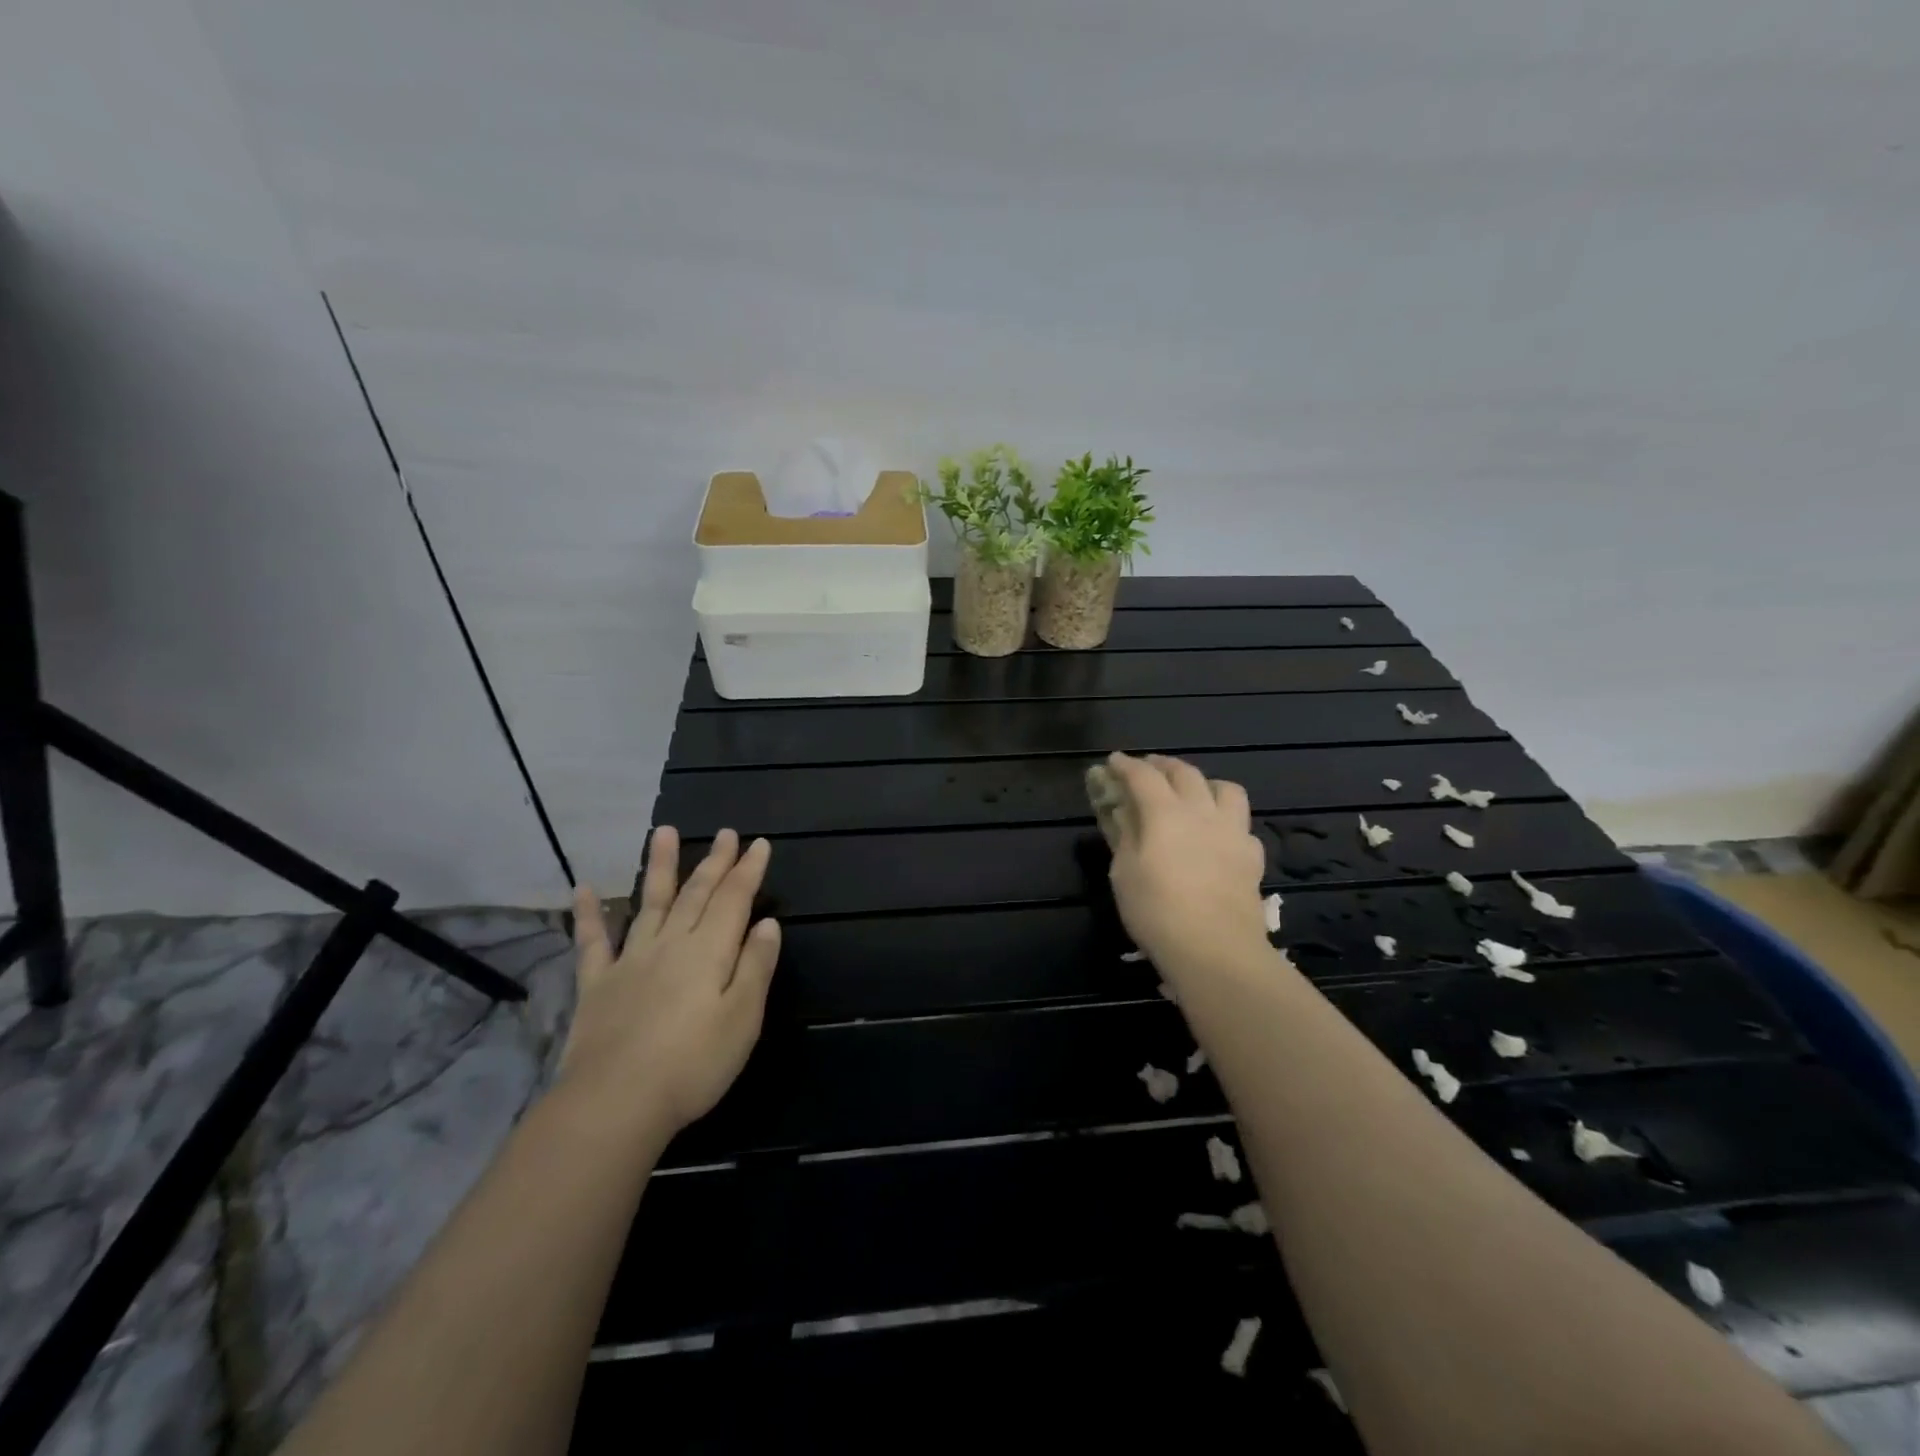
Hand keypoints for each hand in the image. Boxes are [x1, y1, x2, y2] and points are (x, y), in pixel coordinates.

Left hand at [559, 826, 780, 1136]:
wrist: (615, 1103)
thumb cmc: (693, 1064)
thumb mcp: (743, 1018)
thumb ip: (755, 966)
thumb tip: (767, 923)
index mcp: (709, 951)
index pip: (734, 900)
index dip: (748, 870)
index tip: (759, 843)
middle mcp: (671, 944)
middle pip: (697, 894)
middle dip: (715, 862)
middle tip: (726, 833)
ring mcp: (631, 961)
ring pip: (651, 903)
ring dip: (661, 867)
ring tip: (664, 832)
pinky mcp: (598, 984)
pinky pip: (593, 942)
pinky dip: (589, 914)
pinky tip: (584, 889)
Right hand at [1104, 752, 1270, 978]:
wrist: (1215, 949)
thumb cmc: (1157, 911)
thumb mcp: (1124, 874)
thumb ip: (1124, 836)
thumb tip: (1123, 813)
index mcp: (1165, 813)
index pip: (1143, 776)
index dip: (1126, 765)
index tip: (1114, 761)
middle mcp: (1202, 812)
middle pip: (1184, 773)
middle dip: (1162, 765)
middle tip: (1148, 768)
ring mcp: (1232, 832)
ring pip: (1225, 789)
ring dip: (1204, 783)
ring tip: (1193, 792)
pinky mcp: (1252, 856)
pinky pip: (1241, 824)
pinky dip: (1226, 820)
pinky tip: (1218, 834)